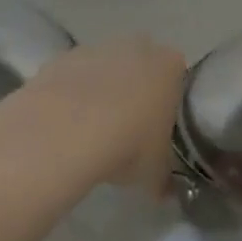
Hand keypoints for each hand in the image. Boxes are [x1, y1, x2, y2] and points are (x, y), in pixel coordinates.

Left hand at [29, 35, 187, 193]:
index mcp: (169, 66)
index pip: (177, 76)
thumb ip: (163, 179)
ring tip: (92, 128)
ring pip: (106, 66)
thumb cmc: (127, 144)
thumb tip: (164, 193)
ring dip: (102, 88)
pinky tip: (66, 122)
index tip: (159, 127)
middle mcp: (137, 47)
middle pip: (141, 64)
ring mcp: (98, 47)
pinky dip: (72, 92)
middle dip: (136, 87)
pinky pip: (74, 74)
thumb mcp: (154, 172)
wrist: (66, 129)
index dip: (169, 100)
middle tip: (128, 125)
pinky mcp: (64, 56)